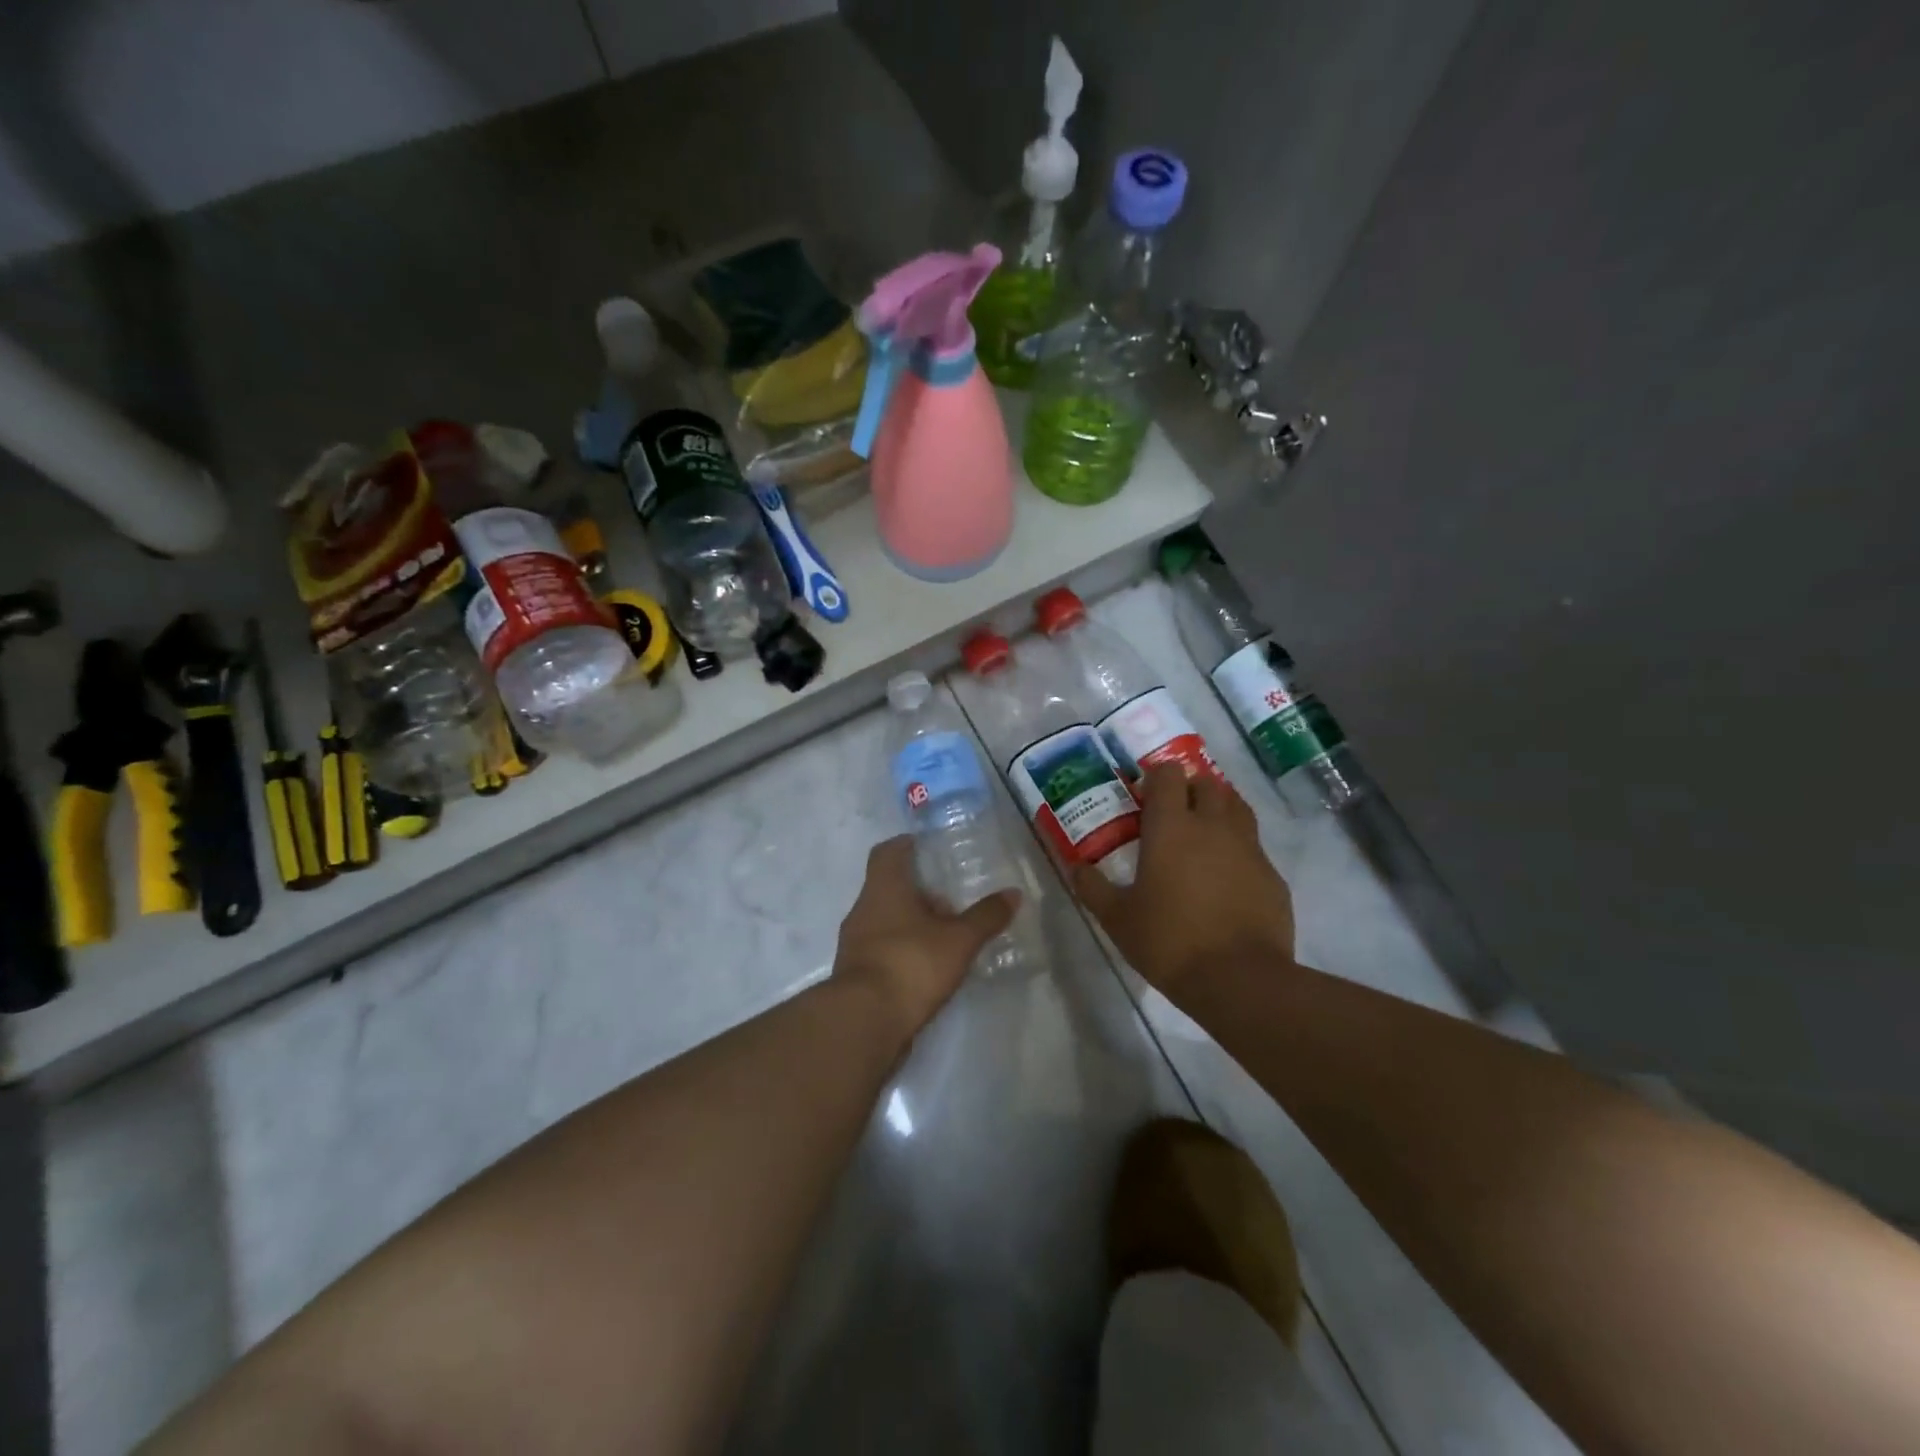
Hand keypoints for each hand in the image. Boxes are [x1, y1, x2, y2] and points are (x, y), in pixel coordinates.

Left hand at [833, 837, 1018, 1038]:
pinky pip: (881, 950)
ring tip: (945, 937)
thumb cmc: (911, 964)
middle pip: (888, 887)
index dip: (906, 845)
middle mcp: (863, 908)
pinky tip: (927, 967)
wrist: (864, 1022)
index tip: (928, 849)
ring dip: (911, 923)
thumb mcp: (959, 940)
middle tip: (950, 900)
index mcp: (883, 888)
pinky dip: (902, 951)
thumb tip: (1013, 893)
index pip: (887, 852)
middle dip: (918, 891)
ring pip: (884, 920)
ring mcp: (854, 943)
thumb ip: (986, 916)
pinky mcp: (855, 974)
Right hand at [1073, 765, 1295, 999]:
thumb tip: (1075, 866)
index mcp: (1172, 827)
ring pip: (1237, 808)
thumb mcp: (1117, 918)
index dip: (1157, 777)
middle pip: (1207, 783)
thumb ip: (1093, 887)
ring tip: (1202, 834)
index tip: (1144, 796)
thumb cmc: (1169, 941)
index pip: (1169, 774)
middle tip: (1172, 814)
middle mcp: (1213, 826)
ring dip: (1219, 810)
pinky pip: (1254, 846)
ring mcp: (1249, 848)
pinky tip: (1227, 876)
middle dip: (1189, 789)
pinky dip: (1239, 849)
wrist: (1240, 980)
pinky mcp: (1272, 875)